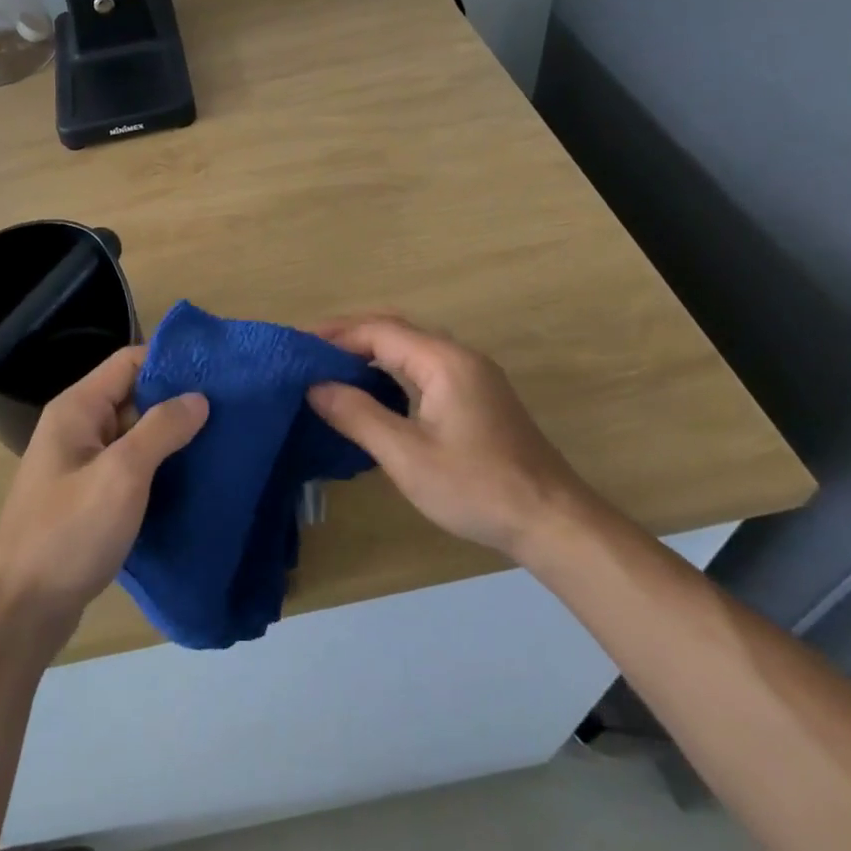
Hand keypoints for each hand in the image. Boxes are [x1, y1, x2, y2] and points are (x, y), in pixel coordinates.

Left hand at [0, 345, 207, 642]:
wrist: (23, 609)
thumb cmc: (70, 533)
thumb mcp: (121, 475)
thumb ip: (161, 430)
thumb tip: (198, 397)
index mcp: (78, 408)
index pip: (129, 361)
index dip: (170, 361)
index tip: (216, 373)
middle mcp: (77, 426)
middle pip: (133, 395)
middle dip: (177, 400)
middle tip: (229, 409)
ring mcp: (81, 462)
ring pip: (134, 433)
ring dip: (171, 435)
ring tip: (221, 438)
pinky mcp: (89, 494)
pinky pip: (129, 465)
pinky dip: (158, 465)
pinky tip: (192, 476)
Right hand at [307, 315, 591, 560]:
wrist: (553, 521)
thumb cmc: (476, 487)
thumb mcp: (407, 455)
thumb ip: (358, 415)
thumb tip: (314, 387)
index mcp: (443, 360)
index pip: (378, 330)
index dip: (335, 334)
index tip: (297, 346)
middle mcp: (459, 356)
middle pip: (395, 329)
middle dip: (349, 336)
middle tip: (308, 353)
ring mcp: (473, 375)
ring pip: (411, 347)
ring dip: (371, 351)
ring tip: (330, 368)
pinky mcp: (479, 396)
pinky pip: (425, 366)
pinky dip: (392, 368)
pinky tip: (373, 391)